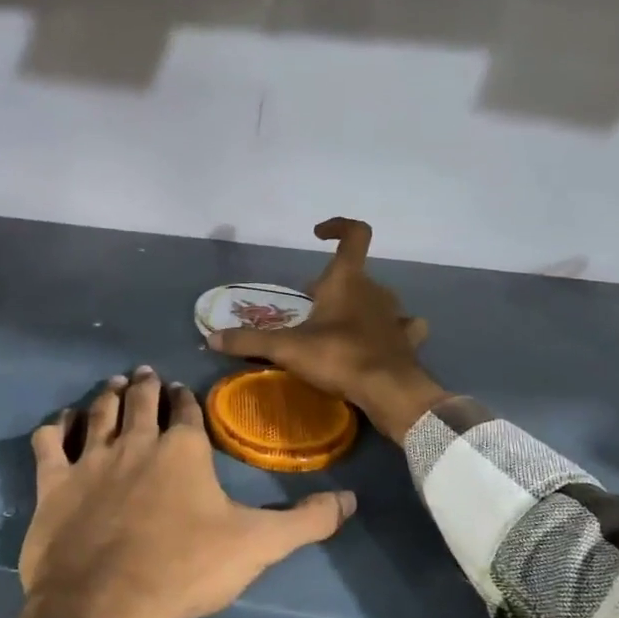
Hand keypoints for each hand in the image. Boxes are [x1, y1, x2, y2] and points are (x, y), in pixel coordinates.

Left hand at [18, 367, 355, 617]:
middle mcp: (136, 442)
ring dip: (108, 395)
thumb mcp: (257, 545)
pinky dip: (55, 427)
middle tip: (145, 374)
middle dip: (146, 385)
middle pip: (141, 401)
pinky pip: (50, 443)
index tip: (183, 391)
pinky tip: (60, 421)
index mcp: (182, 450)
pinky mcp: (54, 482)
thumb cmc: (185, 568)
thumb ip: (306, 521)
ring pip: (99, 412)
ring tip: (115, 383)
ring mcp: (91, 459)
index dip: (186, 399)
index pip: (186, 411)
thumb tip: (352, 500)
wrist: (107, 603)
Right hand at [207, 218, 448, 441]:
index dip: (338, 226)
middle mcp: (374, 290)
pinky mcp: (406, 340)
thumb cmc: (338, 357)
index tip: (318, 234)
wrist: (389, 391)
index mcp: (347, 280)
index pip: (354, 234)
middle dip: (332, 283)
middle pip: (354, 274)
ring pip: (376, 299)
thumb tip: (212, 339)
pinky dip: (390, 330)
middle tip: (310, 303)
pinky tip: (380, 341)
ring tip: (337, 326)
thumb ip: (249, 341)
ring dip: (359, 306)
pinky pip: (401, 326)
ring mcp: (395, 315)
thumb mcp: (286, 349)